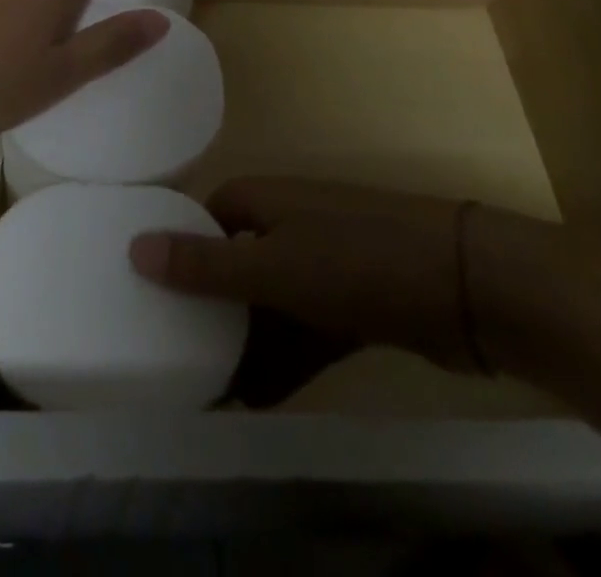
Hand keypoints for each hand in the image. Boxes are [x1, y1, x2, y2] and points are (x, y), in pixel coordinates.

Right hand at [128, 178, 492, 396]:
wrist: (467, 285)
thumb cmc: (356, 261)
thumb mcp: (273, 266)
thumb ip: (206, 266)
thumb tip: (134, 246)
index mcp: (266, 200)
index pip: (207, 217)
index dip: (180, 248)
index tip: (150, 290)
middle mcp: (292, 224)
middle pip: (237, 262)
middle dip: (210, 307)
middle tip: (173, 352)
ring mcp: (327, 264)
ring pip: (270, 303)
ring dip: (244, 343)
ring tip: (207, 389)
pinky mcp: (356, 304)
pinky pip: (305, 331)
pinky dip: (283, 361)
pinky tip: (257, 400)